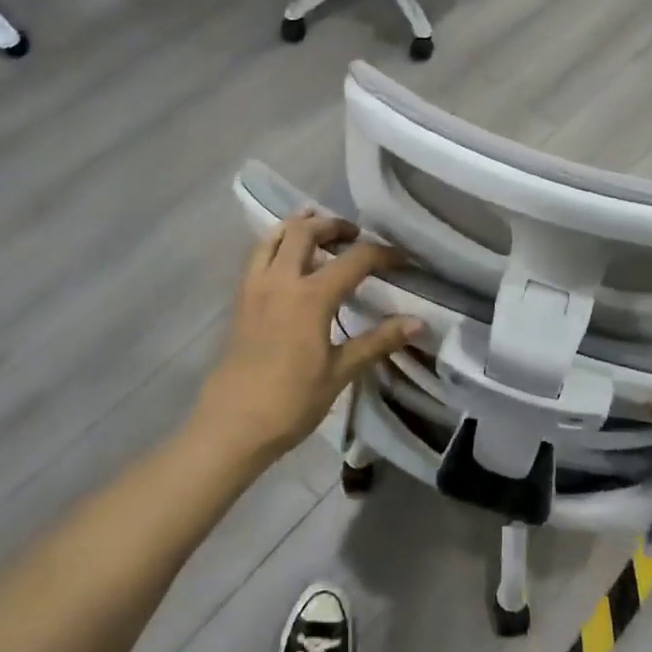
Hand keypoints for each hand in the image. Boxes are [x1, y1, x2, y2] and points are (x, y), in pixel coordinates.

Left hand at [192, 213, 419, 464]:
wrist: (232, 426)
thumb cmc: (291, 402)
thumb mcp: (341, 372)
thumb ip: (378, 341)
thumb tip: (418, 323)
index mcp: (311, 297)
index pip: (354, 259)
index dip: (382, 254)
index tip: (402, 259)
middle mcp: (281, 281)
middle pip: (306, 231)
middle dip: (334, 225)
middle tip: (355, 235)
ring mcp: (256, 287)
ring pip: (275, 236)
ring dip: (300, 226)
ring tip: (319, 231)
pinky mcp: (241, 300)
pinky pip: (258, 255)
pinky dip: (277, 243)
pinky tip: (289, 259)